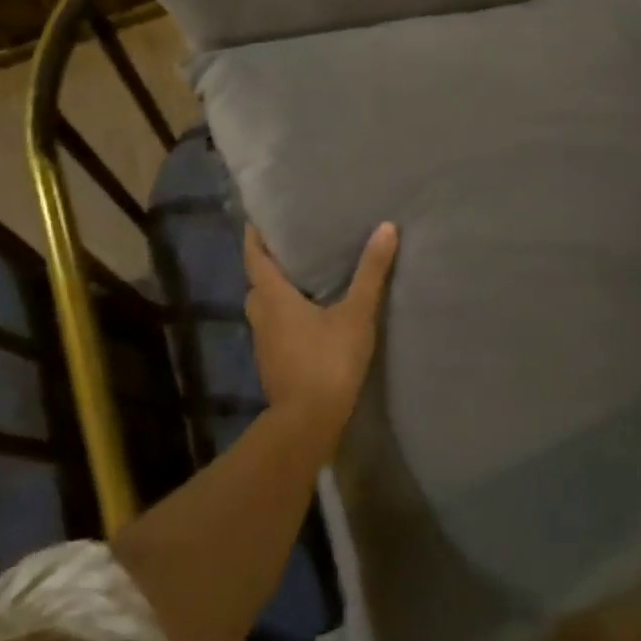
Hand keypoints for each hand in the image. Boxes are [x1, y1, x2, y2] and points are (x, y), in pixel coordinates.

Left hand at [244, 221, 398, 440]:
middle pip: (257, 282)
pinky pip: (274, 328)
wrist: (308, 423)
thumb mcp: (356, 313)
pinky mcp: (273, 364)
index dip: (255, 236)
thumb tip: (386, 227)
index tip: (260, 217)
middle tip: (292, 245)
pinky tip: (309, 316)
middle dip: (269, 264)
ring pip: (264, 307)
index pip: (254, 257)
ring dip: (277, 291)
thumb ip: (370, 272)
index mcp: (272, 297)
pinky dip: (285, 315)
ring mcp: (264, 343)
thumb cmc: (327, 360)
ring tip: (304, 277)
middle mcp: (261, 316)